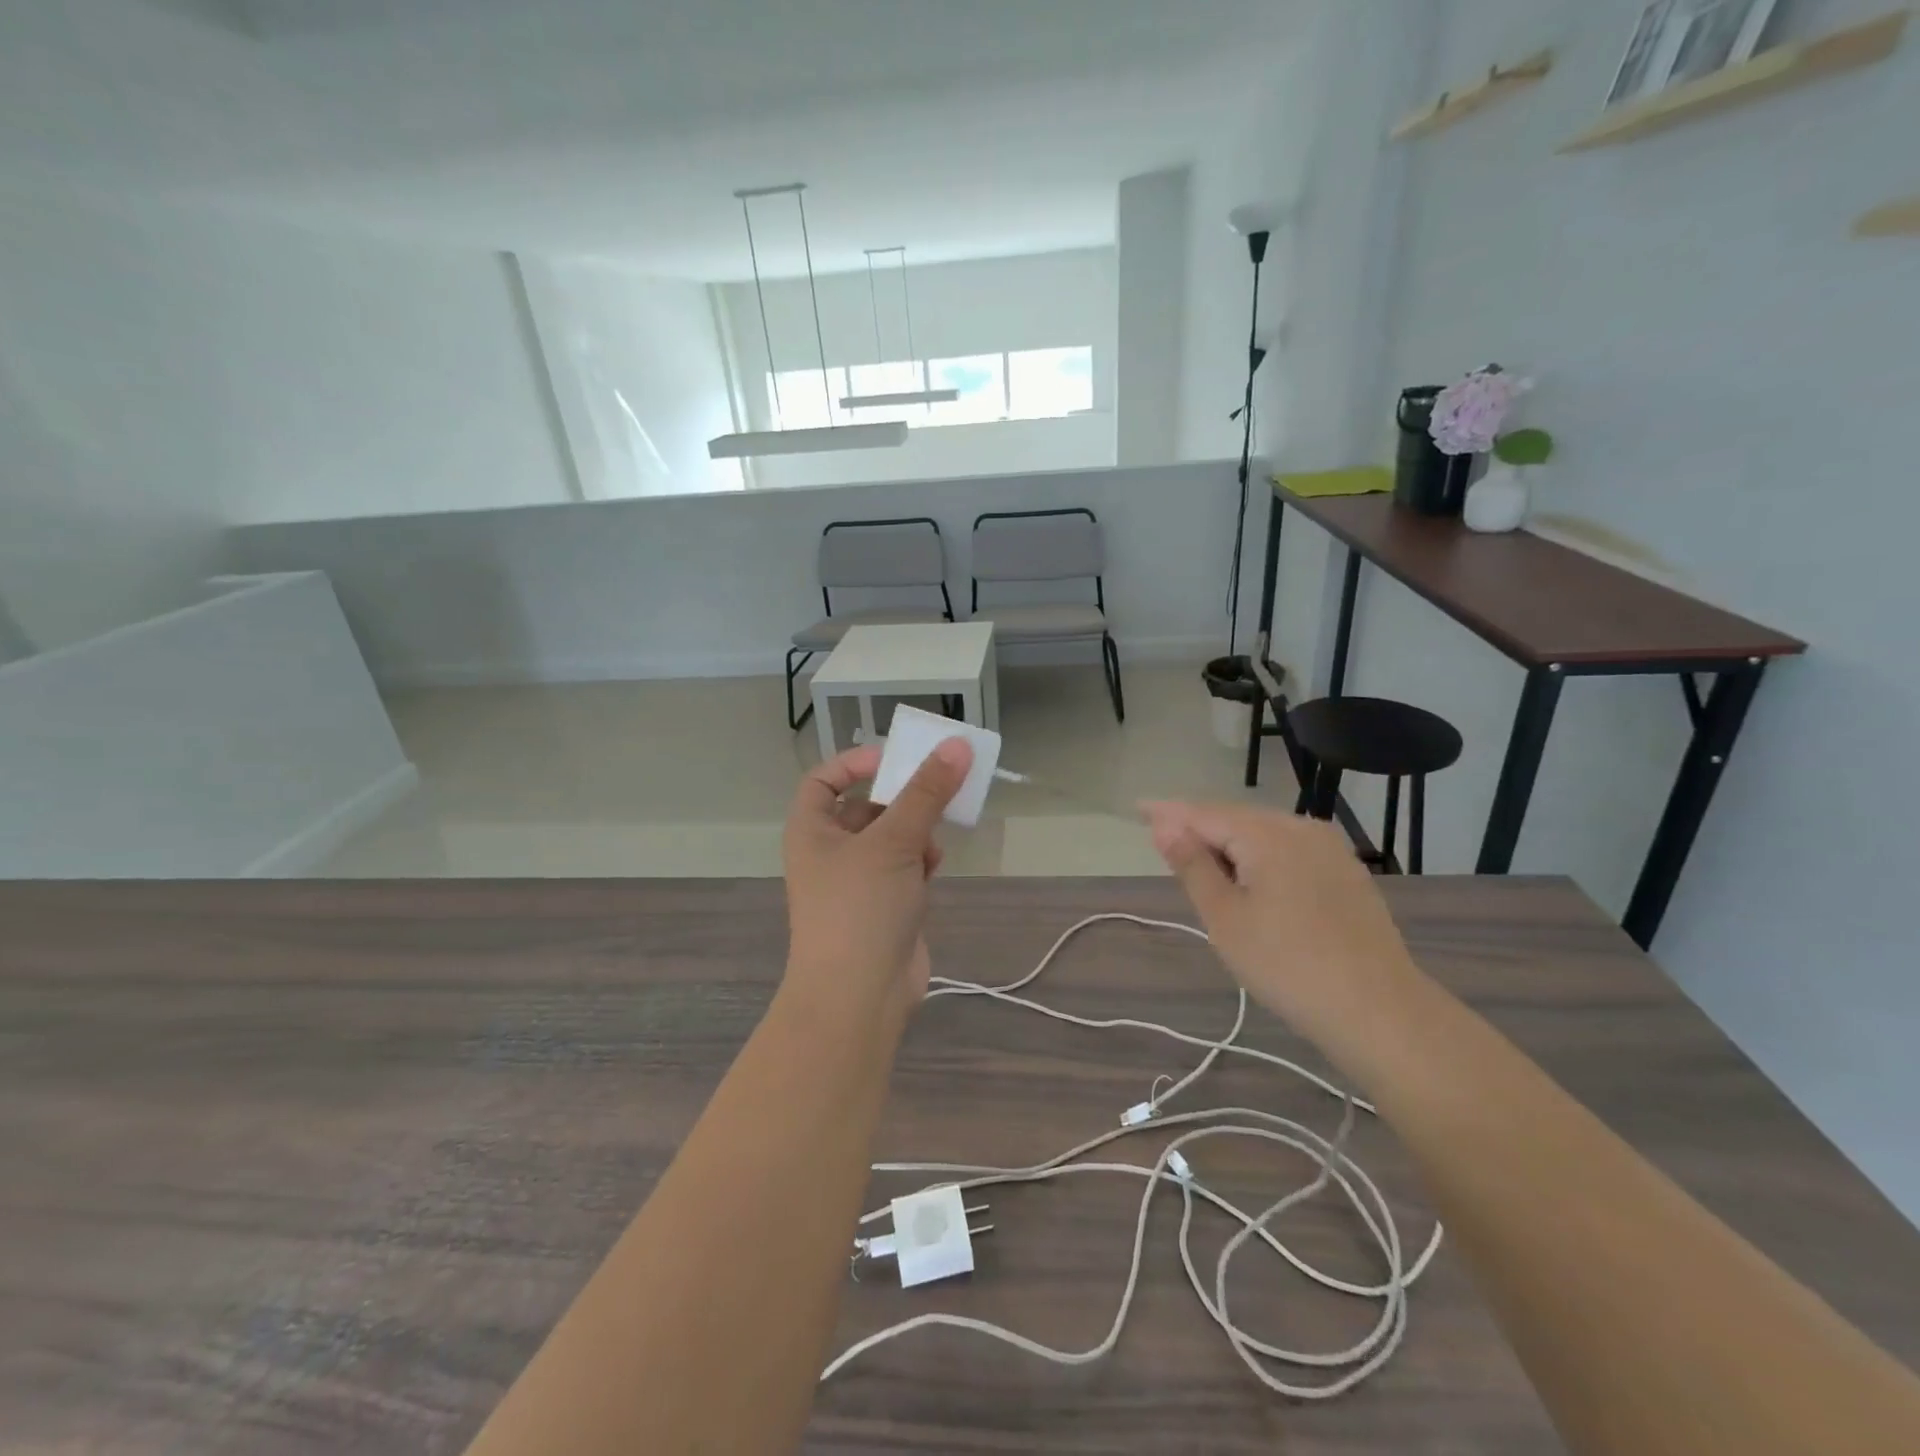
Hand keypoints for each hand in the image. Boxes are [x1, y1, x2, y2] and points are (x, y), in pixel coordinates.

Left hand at [781, 739, 972, 1028]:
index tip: (893, 759)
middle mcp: (830, 852)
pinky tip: (934, 867)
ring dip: (916, 831)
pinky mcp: (885, 906)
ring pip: (891, 837)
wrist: (859, 998)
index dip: (854, 763)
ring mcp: (857, 882)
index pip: (823, 780)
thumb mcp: (893, 842)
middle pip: (866, 806)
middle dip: (900, 799)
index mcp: (812, 831)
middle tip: (937, 787)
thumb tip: (957, 745)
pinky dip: (921, 861)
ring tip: (935, 836)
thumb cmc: (861, 908)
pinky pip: (905, 867)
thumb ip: (927, 792)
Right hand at [1142, 801, 1423, 1052]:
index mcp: (1266, 834)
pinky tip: (1251, 878)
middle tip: (1165, 842)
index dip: (1168, 813)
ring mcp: (1330, 849)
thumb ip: (1192, 866)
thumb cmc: (1286, 964)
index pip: (1203, 813)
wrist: (1379, 1011)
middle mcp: (1301, 828)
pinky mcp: (1347, 873)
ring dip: (1230, 845)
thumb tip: (1165, 826)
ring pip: (1264, 834)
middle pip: (1235, 819)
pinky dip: (1260, 857)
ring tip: (1202, 864)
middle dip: (1199, 828)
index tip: (1138, 810)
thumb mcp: (1224, 917)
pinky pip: (1290, 851)